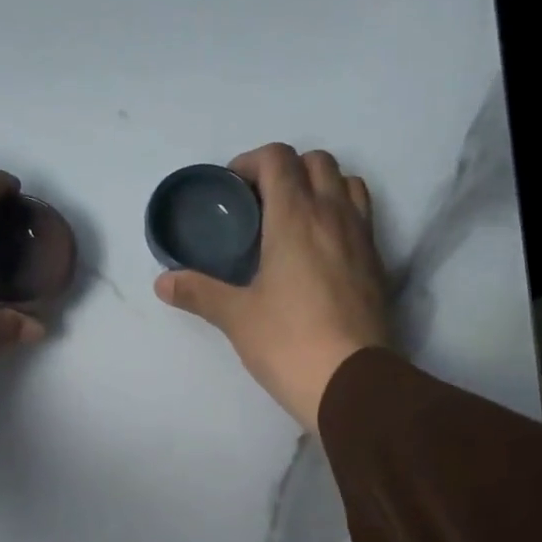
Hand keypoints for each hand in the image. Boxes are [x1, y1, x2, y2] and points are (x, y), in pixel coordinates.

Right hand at [155, 143, 389, 432]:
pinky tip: (321, 253)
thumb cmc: (288, 343)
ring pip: (348, 184)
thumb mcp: (237, 318)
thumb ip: (199, 292)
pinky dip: (341, 217)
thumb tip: (162, 282)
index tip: (233, 190)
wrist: (351, 382)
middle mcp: (334, 215)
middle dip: (287, 170)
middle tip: (262, 204)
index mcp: (296, 217)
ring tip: (296, 220)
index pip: (278, 159)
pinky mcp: (379, 265)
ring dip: (322, 187)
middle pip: (317, 162)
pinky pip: (363, 219)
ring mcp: (362, 238)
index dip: (251, 162)